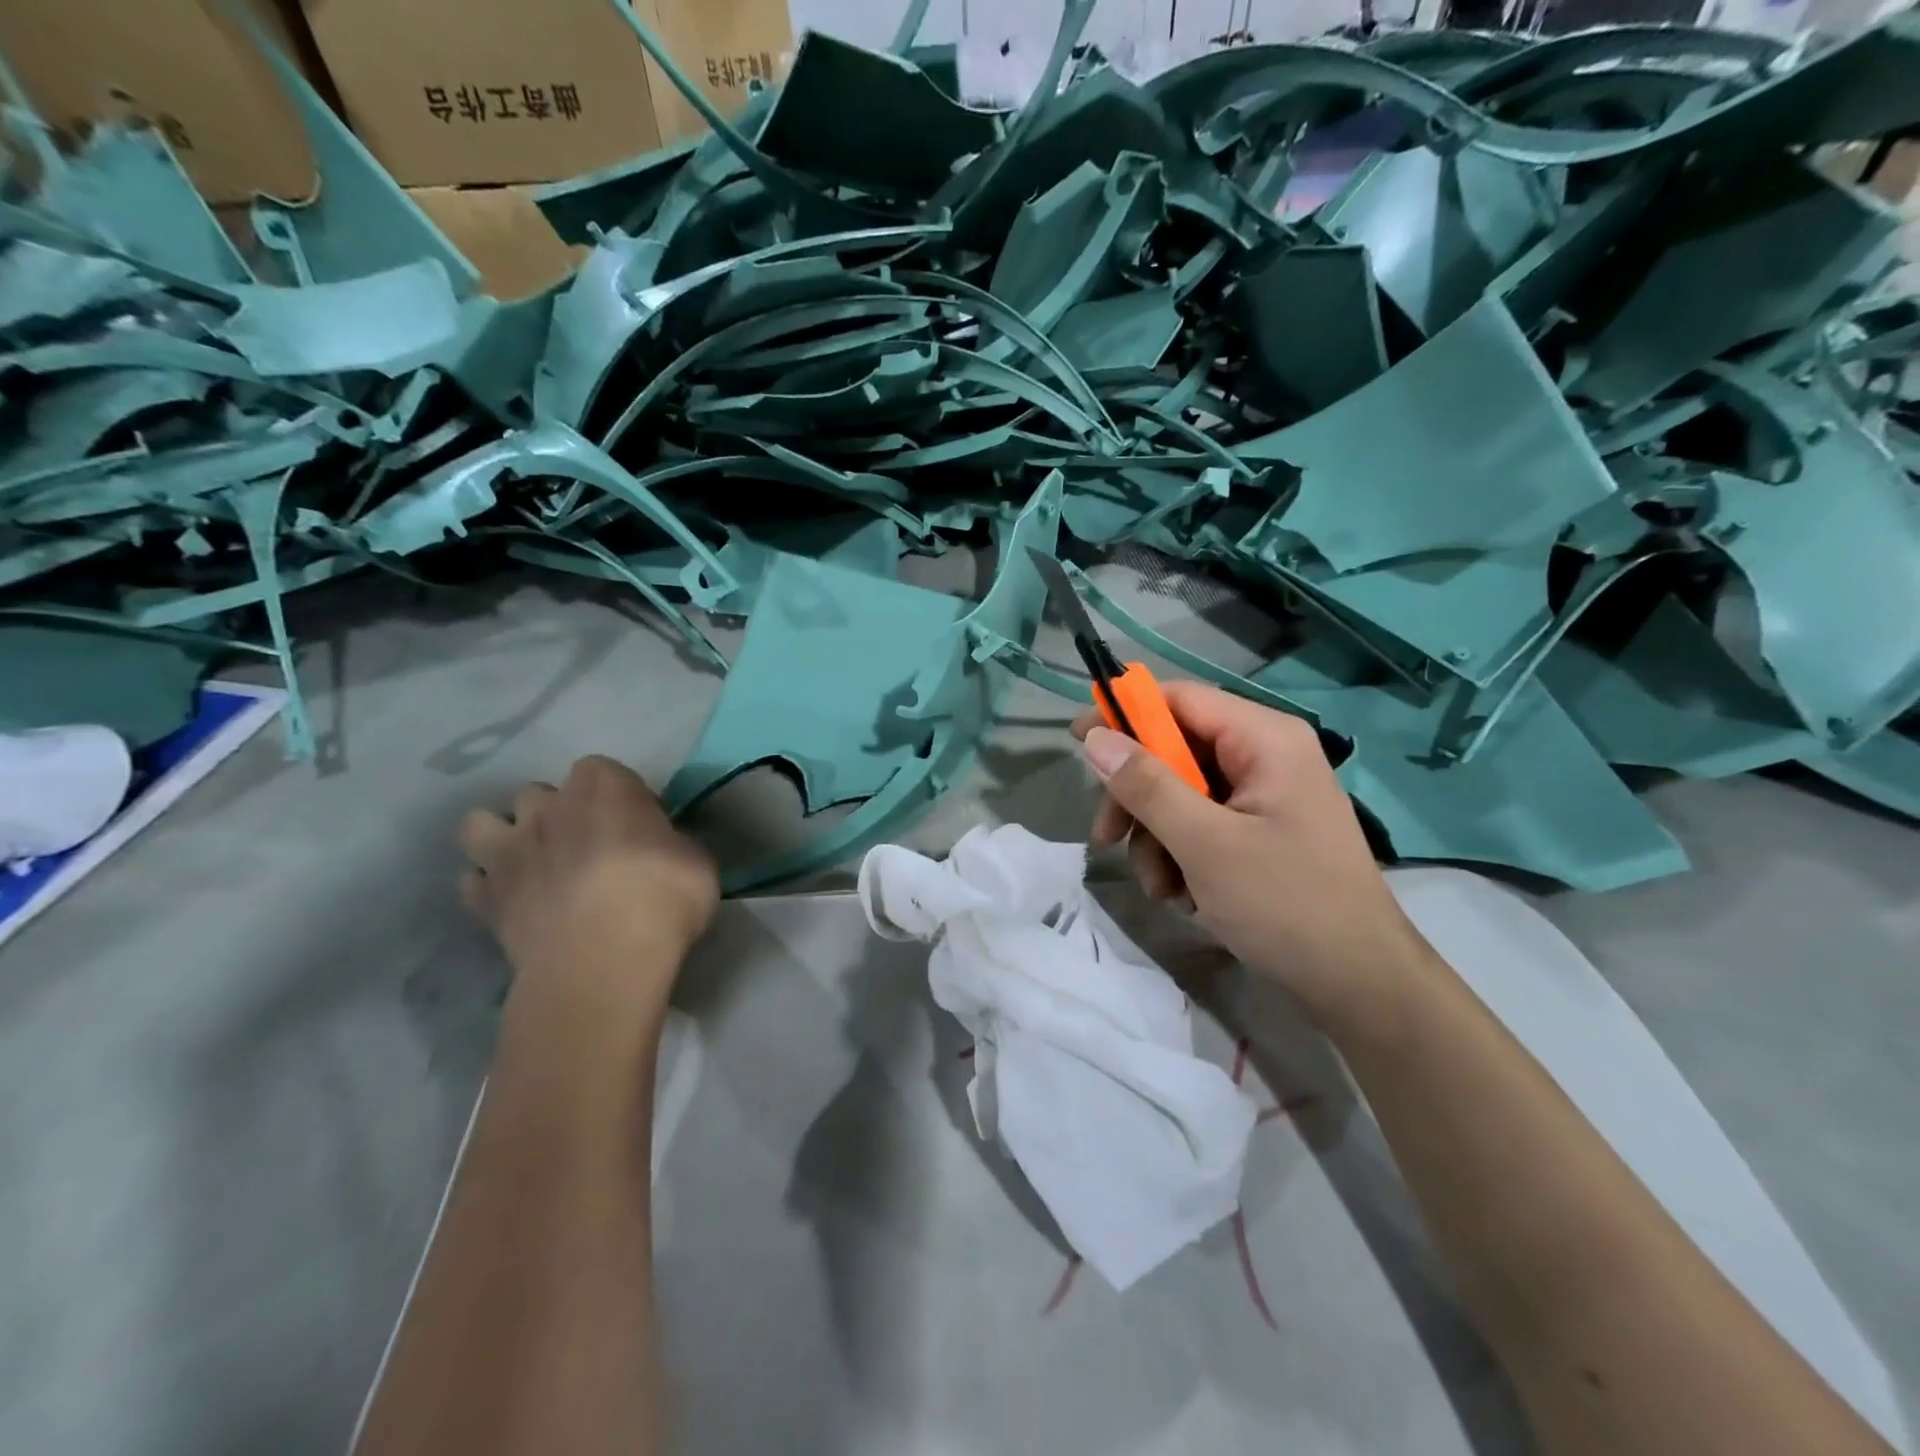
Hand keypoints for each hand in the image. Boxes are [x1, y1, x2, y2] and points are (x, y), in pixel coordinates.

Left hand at [458, 755, 718, 1010]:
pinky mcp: (485, 898)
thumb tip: (664, 849)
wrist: (602, 962)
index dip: (619, 795)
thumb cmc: (662, 900)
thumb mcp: (697, 862)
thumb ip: (672, 843)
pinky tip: (516, 902)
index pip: (603, 770)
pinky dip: (491, 887)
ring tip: (535, 864)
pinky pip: (475, 879)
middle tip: (588, 846)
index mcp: (605, 788)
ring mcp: (509, 850)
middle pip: (541, 792)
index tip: (639, 824)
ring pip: (483, 823)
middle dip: (558, 812)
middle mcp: (549, 807)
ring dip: (506, 837)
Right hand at [1073, 683, 1430, 1028]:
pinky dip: (1181, 856)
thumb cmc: (1286, 904)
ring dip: (1156, 839)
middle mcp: (1265, 755)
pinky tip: (1185, 897)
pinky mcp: (1262, 832)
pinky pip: (1202, 824)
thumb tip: (1095, 738)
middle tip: (1106, 839)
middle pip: (1174, 751)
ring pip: (1181, 794)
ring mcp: (1265, 796)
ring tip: (1161, 888)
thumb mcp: (1204, 843)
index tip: (1077, 742)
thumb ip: (1146, 786)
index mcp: (1264, 739)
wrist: (1360, 985)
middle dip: (1138, 799)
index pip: (1179, 699)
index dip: (1124, 714)